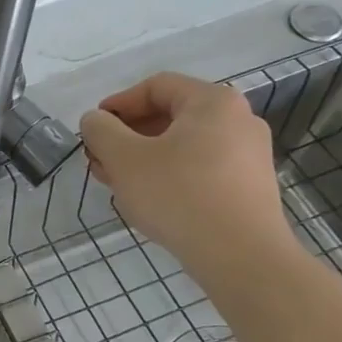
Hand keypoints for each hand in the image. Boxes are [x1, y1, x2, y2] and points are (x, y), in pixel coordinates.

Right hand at [79, 71, 295, 279]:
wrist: (241, 256)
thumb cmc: (178, 195)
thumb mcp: (124, 158)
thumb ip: (101, 130)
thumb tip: (95, 120)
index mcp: (212, 102)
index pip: (156, 86)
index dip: (118, 104)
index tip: (93, 129)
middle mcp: (238, 120)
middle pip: (170, 115)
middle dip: (127, 135)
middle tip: (99, 159)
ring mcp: (248, 154)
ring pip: (182, 144)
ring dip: (143, 156)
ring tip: (116, 181)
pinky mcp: (248, 185)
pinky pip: (199, 167)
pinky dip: (168, 173)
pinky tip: (147, 198)